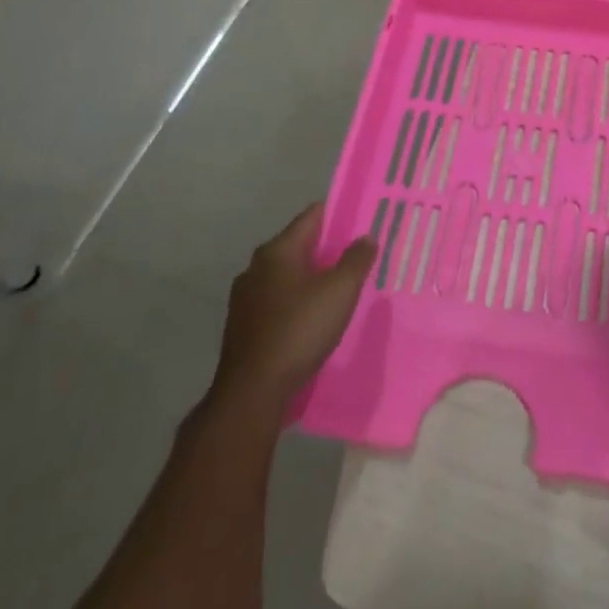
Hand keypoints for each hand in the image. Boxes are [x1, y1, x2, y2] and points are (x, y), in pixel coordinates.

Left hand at [208, 201, 375, 422]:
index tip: (362, 221)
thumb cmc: (298, 331)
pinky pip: (277, 303)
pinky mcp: (243, 328)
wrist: (251, 394)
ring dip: (312, 279)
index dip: (339, 214)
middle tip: (357, 257)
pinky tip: (313, 320)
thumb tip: (365, 237)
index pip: (313, 215)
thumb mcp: (340, 291)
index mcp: (278, 250)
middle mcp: (256, 267)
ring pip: (288, 276)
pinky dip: (297, 303)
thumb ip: (356, 259)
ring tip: (340, 290)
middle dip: (328, 250)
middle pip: (300, 245)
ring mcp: (245, 299)